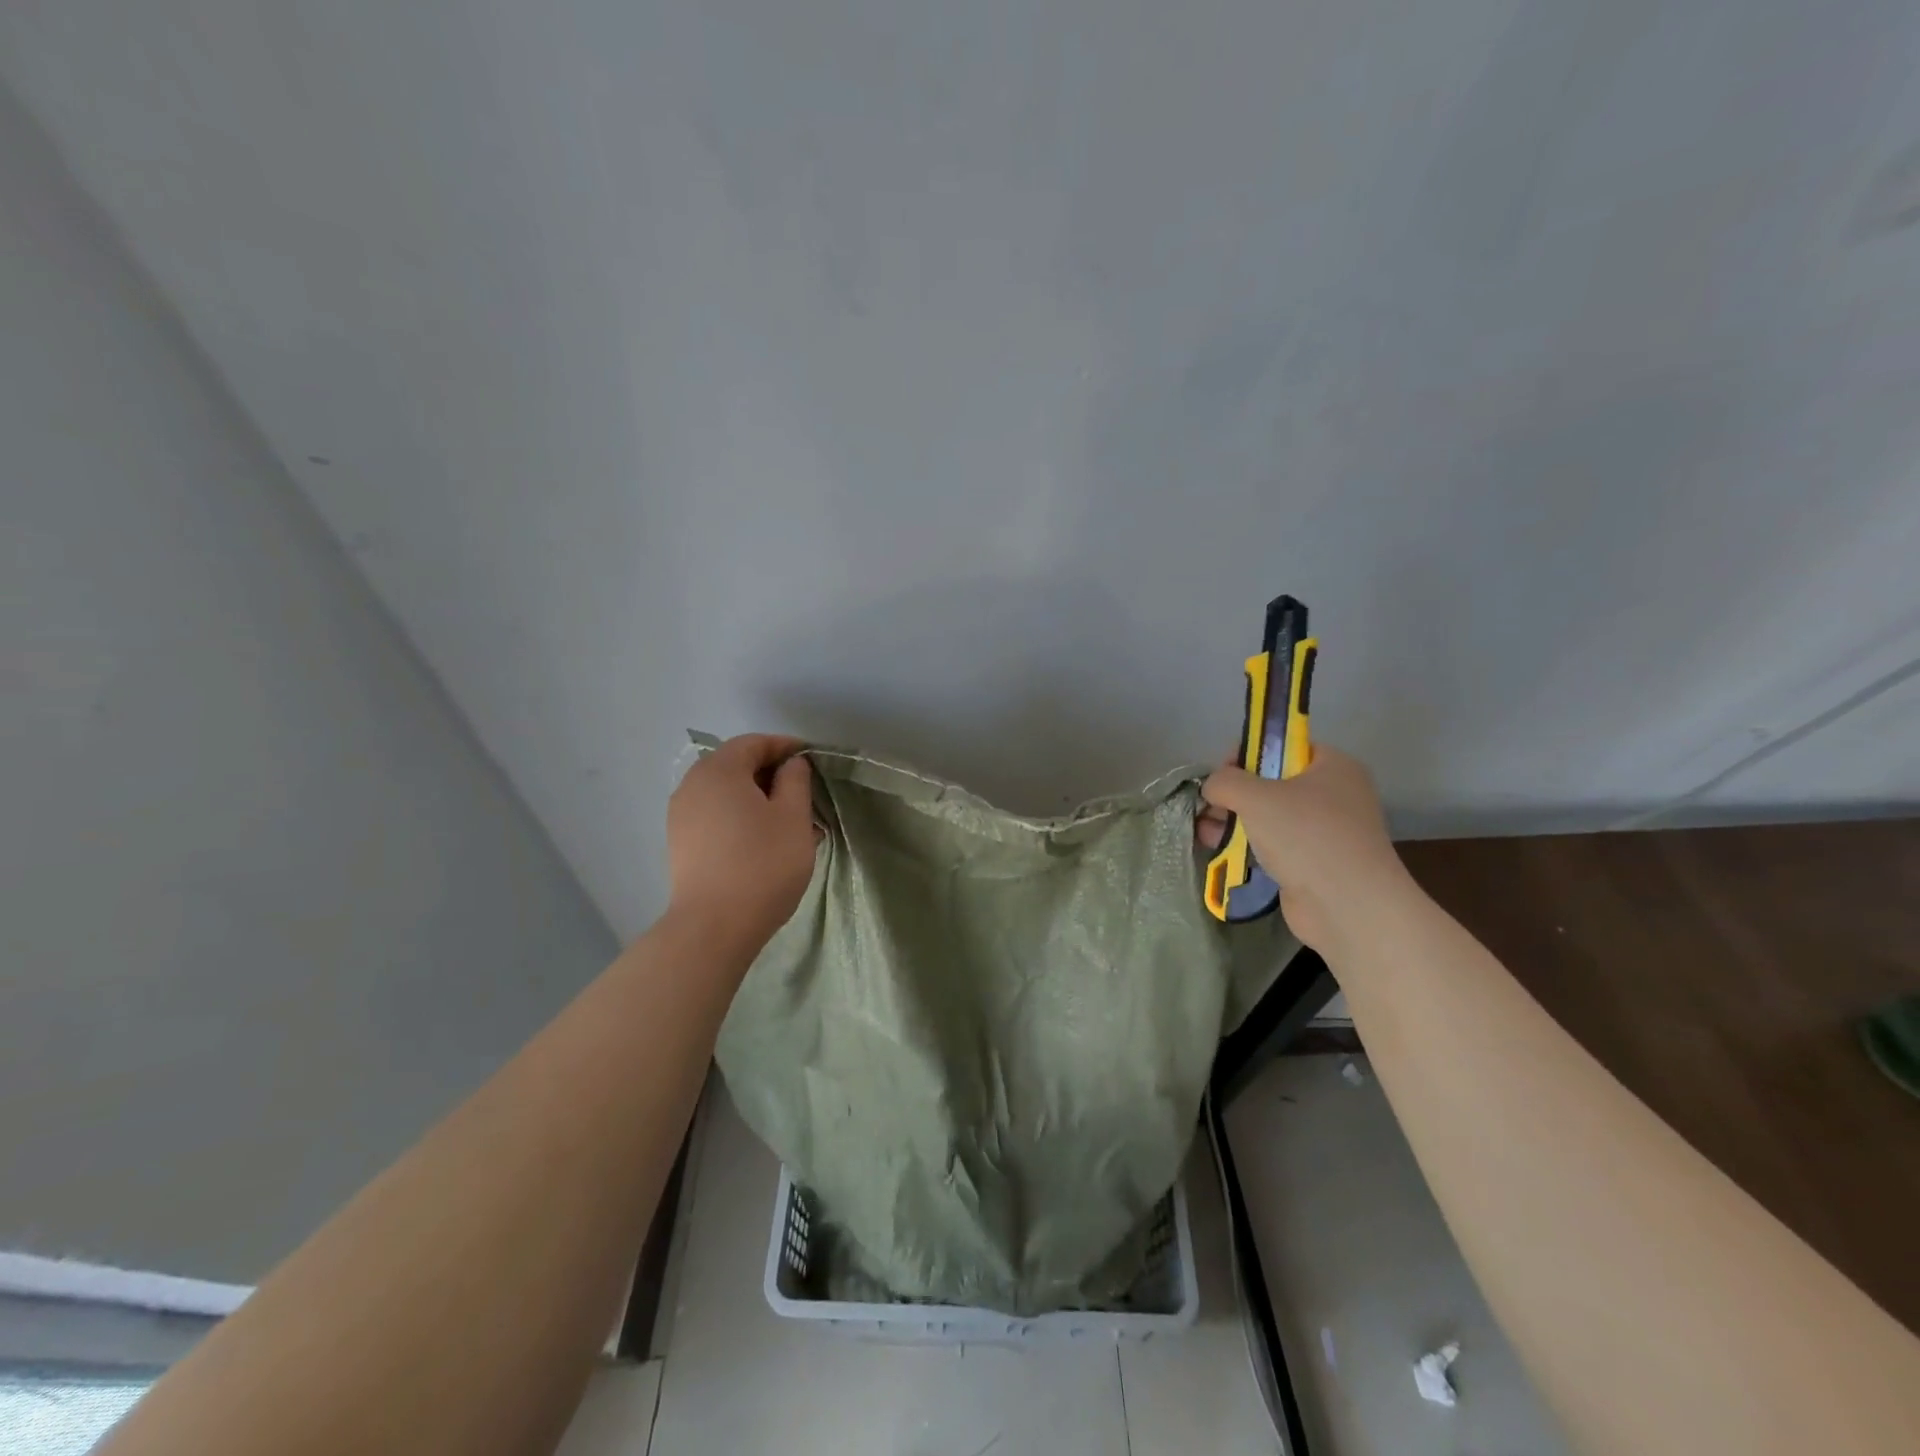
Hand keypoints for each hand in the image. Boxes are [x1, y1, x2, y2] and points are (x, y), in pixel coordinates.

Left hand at [666, 734, 818, 952]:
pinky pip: (715, 815)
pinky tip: (763, 839)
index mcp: (719, 770)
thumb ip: (795, 780)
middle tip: (803, 793)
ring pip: (725, 793)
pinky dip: (740, 816)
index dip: (785, 747)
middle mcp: (693, 785)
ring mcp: (681, 815)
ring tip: (788, 821)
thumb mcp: (793, 817)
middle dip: (771, 774)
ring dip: (757, 798)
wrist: (714, 927)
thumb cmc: (763, 863)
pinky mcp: (680, 842)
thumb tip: (791, 764)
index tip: (812, 760)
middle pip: (736, 765)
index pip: (754, 743)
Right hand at [1197, 745, 1409, 952]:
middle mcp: (1334, 794)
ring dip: (1235, 821)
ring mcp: (1326, 831)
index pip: (1283, 746)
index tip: (1221, 775)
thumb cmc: (1306, 836)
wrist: (1348, 906)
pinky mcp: (1315, 863)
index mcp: (1332, 766)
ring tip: (1205, 833)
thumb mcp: (1256, 796)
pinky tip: (1220, 851)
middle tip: (1208, 808)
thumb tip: (1212, 786)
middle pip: (1272, 782)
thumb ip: (1225, 781)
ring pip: (1270, 816)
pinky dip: (1249, 847)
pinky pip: (1275, 845)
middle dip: (1235, 794)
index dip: (1247, 754)